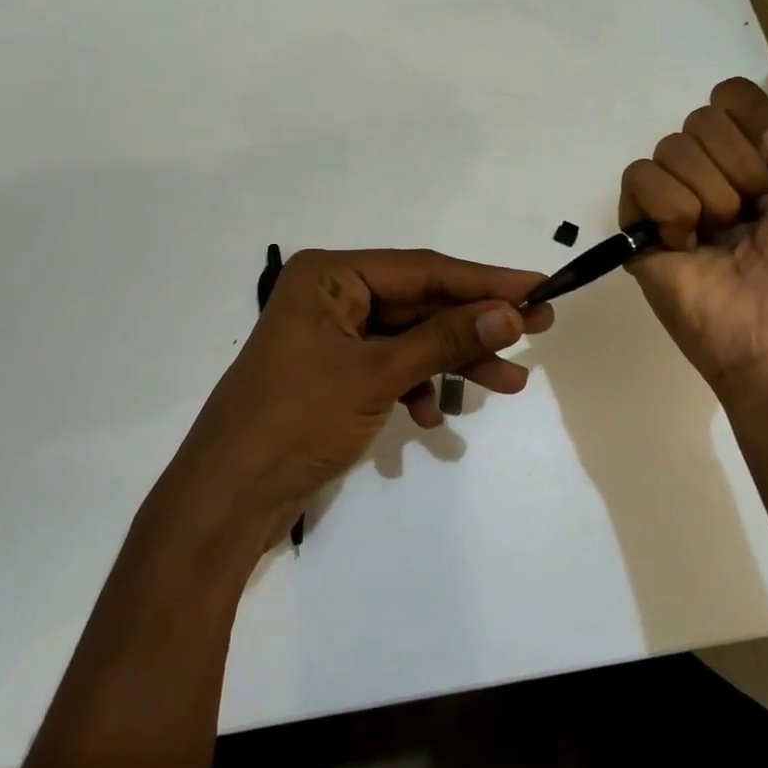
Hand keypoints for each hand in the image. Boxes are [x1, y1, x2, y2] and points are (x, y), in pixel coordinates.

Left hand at [160, 249, 553, 550]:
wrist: (228, 499)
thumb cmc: (296, 420)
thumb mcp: (378, 375)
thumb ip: (446, 339)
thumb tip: (512, 311)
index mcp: (331, 275)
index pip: (423, 269)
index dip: (485, 280)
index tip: (539, 287)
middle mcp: (332, 295)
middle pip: (420, 302)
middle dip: (475, 324)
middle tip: (538, 330)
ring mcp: (333, 335)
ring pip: (411, 337)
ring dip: (454, 360)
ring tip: (509, 384)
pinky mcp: (335, 372)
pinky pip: (391, 366)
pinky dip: (417, 387)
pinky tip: (432, 419)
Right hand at [620, 79, 767, 397]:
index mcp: (762, 163)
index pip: (732, 97)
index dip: (755, 118)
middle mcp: (716, 175)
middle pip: (701, 117)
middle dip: (739, 162)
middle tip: (757, 211)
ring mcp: (676, 203)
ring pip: (671, 147)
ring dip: (710, 192)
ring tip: (725, 237)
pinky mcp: (641, 230)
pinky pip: (638, 179)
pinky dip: (669, 208)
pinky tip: (689, 244)